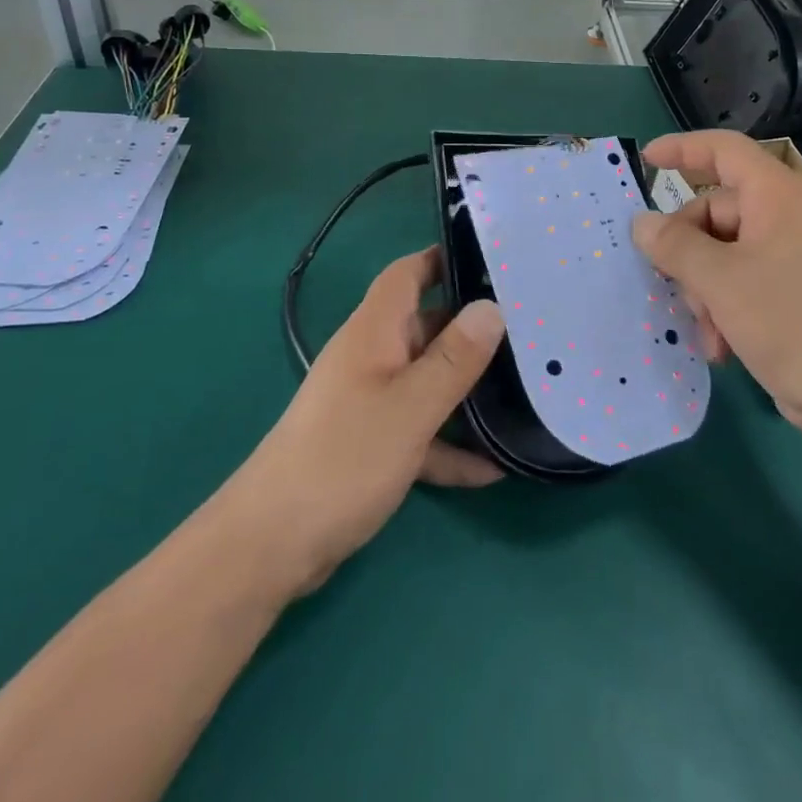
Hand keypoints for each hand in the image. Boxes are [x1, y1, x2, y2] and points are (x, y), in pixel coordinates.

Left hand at [221, 248, 504, 596]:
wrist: (273, 543)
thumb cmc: (344, 458)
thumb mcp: (411, 406)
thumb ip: (454, 359)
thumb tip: (491, 307)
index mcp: (375, 332)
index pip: (406, 274)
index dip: (441, 258)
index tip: (490, 258)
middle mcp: (371, 357)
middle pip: (425, 327)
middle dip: (471, 328)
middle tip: (529, 330)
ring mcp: (368, 401)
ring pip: (426, 381)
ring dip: (466, 389)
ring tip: (522, 390)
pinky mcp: (369, 444)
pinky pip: (419, 431)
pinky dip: (449, 443)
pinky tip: (492, 469)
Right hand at [632, 130, 801, 430]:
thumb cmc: (788, 323)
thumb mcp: (719, 282)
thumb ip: (674, 246)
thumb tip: (641, 223)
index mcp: (779, 197)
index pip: (726, 150)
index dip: (683, 148)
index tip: (647, 161)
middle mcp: (791, 217)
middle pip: (717, 210)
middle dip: (689, 251)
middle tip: (674, 285)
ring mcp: (798, 255)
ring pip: (726, 252)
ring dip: (705, 288)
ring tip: (707, 330)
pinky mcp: (800, 290)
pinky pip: (746, 279)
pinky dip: (725, 305)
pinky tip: (722, 344)